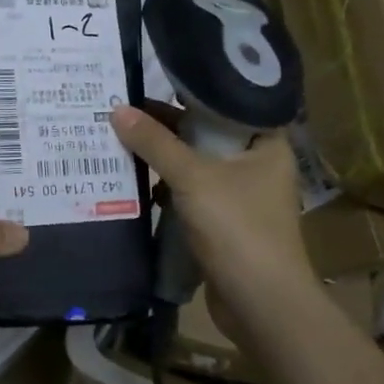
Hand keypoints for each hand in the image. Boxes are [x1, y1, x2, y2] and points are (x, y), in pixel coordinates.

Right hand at [108, 105, 318, 346]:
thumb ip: (155, 142)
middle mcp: (258, 165)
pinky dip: (167, 190)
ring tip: (121, 139)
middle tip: (125, 109)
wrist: (261, 304)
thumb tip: (117, 109)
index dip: (192, 91)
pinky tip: (136, 183)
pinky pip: (191, 195)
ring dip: (164, 159)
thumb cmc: (237, 228)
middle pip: (207, 134)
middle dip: (168, 127)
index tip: (154, 79)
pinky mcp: (224, 225)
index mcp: (266, 143)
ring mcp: (241, 197)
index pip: (229, 102)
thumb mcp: (192, 177)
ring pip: (196, 166)